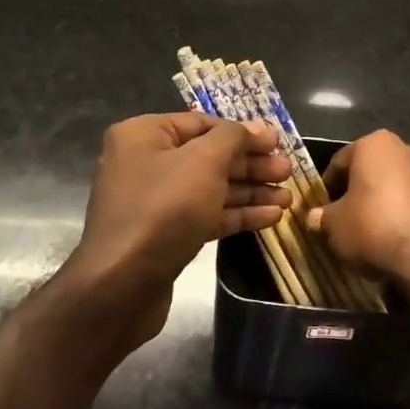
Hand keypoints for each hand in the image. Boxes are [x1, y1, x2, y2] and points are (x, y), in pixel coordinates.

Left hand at [64, 113, 290, 348]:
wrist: (121, 285)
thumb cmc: (164, 209)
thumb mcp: (203, 161)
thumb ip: (233, 138)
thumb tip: (257, 128)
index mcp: (143, 135)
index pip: (202, 123)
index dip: (243, 132)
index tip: (278, 142)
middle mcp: (145, 162)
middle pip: (208, 156)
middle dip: (251, 165)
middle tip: (288, 171)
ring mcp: (154, 201)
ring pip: (210, 188)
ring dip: (250, 191)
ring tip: (288, 198)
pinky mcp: (164, 234)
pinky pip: (205, 215)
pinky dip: (236, 214)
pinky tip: (271, 218)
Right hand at [305, 130, 409, 291]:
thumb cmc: (374, 227)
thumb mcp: (335, 226)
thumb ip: (322, 217)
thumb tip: (313, 217)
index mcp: (376, 144)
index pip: (341, 161)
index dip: (329, 186)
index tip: (323, 207)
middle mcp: (409, 148)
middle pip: (375, 170)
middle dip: (362, 190)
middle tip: (349, 218)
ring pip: (402, 184)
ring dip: (389, 201)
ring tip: (377, 232)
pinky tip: (402, 239)